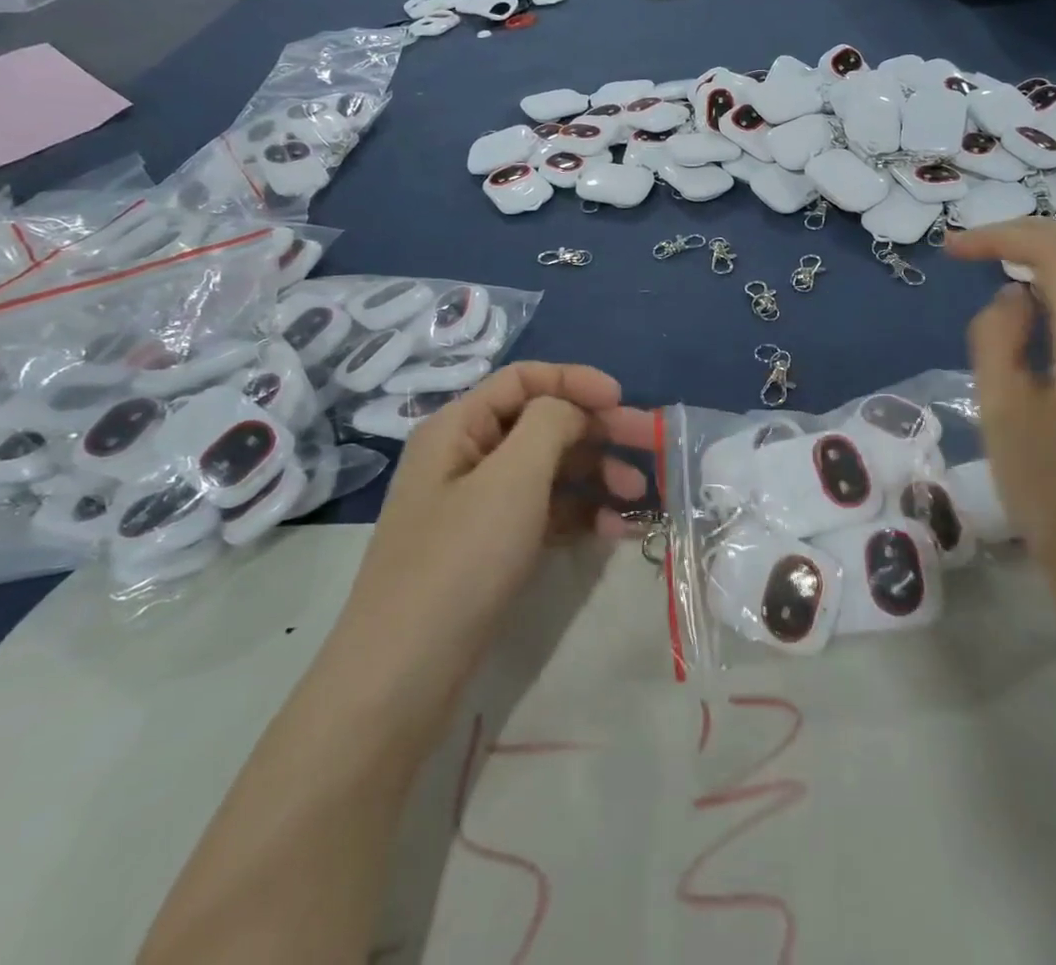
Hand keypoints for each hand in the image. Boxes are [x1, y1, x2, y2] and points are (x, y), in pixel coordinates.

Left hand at [349, 363, 652, 654]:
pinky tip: (617, 533)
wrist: (403, 676)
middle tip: (652, 445)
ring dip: (597, 476)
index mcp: (459, 427)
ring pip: (549, 471)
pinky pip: (544, 513)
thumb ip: (550, 423)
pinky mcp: (491, 547)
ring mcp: (478, 505)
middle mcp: (466, 456)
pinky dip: (580, 515)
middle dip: (599, 431)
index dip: (575, 380)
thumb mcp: (512, 478)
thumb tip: (572, 410)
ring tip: (640, 497)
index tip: (622, 400)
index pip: (524, 379)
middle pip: (543, 424)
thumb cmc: (460, 560)